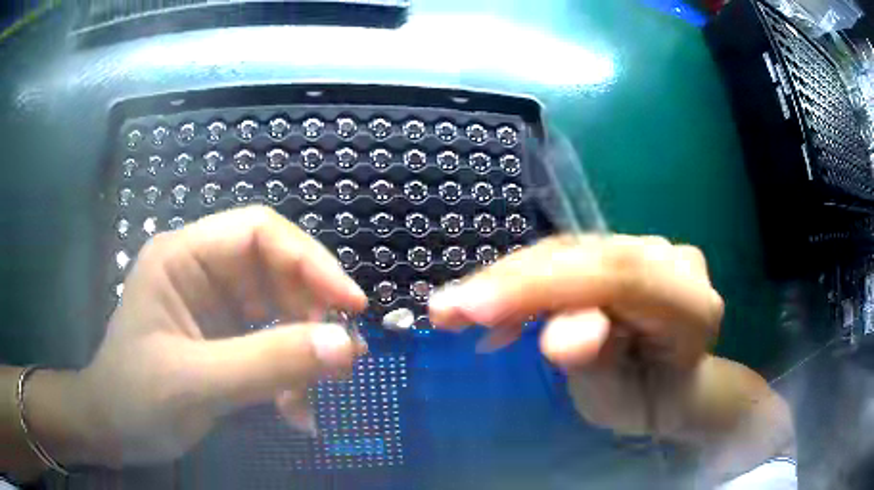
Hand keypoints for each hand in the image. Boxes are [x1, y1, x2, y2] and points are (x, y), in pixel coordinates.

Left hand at [64, 206, 367, 467]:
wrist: (114, 430)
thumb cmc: (136, 399)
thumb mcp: (195, 383)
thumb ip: (267, 364)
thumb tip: (347, 346)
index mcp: (182, 257)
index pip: (258, 232)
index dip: (310, 260)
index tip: (351, 305)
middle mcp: (202, 271)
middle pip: (275, 269)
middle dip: (312, 312)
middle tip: (343, 357)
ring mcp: (215, 306)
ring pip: (281, 310)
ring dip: (305, 350)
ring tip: (315, 394)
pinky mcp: (225, 338)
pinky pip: (273, 342)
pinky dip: (291, 373)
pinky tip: (295, 408)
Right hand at [428, 235, 723, 436]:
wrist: (668, 384)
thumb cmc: (646, 402)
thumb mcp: (619, 401)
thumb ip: (597, 365)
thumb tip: (557, 336)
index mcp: (693, 306)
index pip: (621, 278)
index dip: (549, 286)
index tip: (479, 309)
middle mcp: (675, 264)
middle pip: (589, 257)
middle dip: (514, 282)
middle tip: (448, 308)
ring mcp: (648, 249)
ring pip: (569, 252)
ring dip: (508, 280)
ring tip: (452, 308)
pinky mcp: (620, 249)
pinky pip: (565, 256)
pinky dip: (521, 281)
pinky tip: (486, 305)